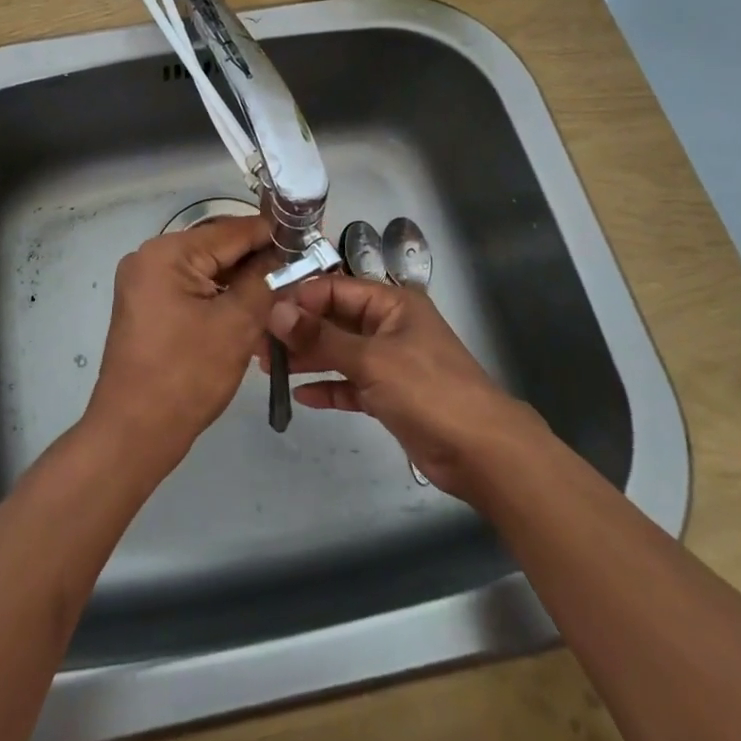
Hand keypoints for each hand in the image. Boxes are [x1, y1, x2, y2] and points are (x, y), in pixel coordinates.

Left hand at [84, 215, 279, 474]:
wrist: (133, 434)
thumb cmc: (186, 376)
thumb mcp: (236, 325)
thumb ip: (265, 281)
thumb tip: (288, 256)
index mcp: (166, 253)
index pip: (231, 231)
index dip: (273, 235)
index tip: (310, 239)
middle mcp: (150, 257)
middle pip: (218, 248)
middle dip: (259, 259)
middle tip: (303, 268)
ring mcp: (145, 283)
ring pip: (207, 270)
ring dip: (242, 280)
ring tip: (285, 289)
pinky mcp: (148, 307)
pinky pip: (192, 289)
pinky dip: (221, 296)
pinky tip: (253, 308)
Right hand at [265, 273, 533, 498]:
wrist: (481, 451)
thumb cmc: (428, 390)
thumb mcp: (371, 359)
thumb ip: (321, 337)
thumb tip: (276, 312)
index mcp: (391, 303)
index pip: (335, 288)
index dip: (300, 297)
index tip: (264, 311)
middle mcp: (388, 326)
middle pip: (334, 320)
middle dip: (299, 330)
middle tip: (260, 344)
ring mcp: (389, 362)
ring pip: (339, 352)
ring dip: (308, 358)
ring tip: (269, 367)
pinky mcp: (389, 395)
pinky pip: (350, 384)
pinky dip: (328, 387)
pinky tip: (301, 395)